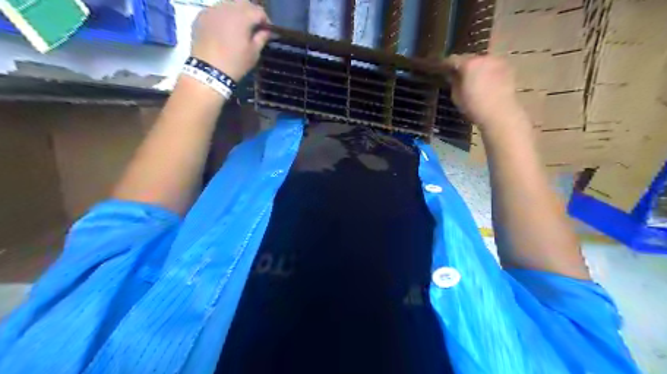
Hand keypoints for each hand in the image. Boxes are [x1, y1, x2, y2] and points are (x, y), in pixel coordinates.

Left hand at [190, 0, 270, 81]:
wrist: (209, 71)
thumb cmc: (235, 63)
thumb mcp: (253, 53)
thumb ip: (261, 38)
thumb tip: (267, 31)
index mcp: (242, 17)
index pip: (259, 11)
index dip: (266, 20)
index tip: (267, 30)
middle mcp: (226, 8)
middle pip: (243, 3)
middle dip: (251, 12)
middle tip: (254, 26)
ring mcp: (211, 10)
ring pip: (228, 4)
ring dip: (236, 13)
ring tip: (238, 27)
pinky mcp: (201, 16)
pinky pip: (215, 11)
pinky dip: (222, 16)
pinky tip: (224, 29)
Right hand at [445, 53, 522, 130]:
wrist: (500, 113)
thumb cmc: (474, 106)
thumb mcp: (457, 96)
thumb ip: (453, 82)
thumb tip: (452, 75)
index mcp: (469, 64)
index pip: (452, 59)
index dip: (445, 64)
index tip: (440, 69)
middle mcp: (484, 58)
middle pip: (469, 58)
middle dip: (463, 65)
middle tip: (457, 74)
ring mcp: (498, 61)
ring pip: (482, 61)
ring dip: (476, 68)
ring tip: (472, 78)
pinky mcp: (508, 68)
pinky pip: (492, 66)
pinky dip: (487, 71)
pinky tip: (485, 81)